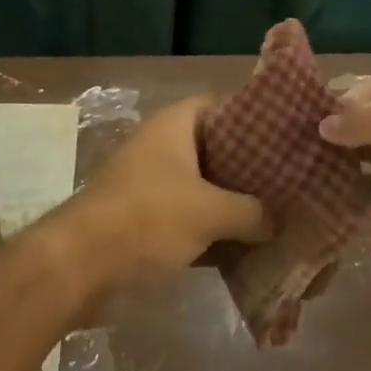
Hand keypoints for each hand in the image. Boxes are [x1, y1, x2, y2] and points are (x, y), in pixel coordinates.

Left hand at [76, 96, 271, 270]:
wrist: (82, 265)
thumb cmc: (148, 219)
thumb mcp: (211, 211)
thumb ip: (253, 211)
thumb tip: (278, 220)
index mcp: (173, 127)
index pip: (219, 106)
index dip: (251, 115)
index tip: (284, 133)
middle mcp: (160, 148)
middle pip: (214, 149)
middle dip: (248, 166)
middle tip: (288, 179)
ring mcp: (149, 185)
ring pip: (202, 187)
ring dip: (231, 203)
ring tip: (276, 213)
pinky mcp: (143, 220)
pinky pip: (187, 218)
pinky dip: (212, 229)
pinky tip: (245, 244)